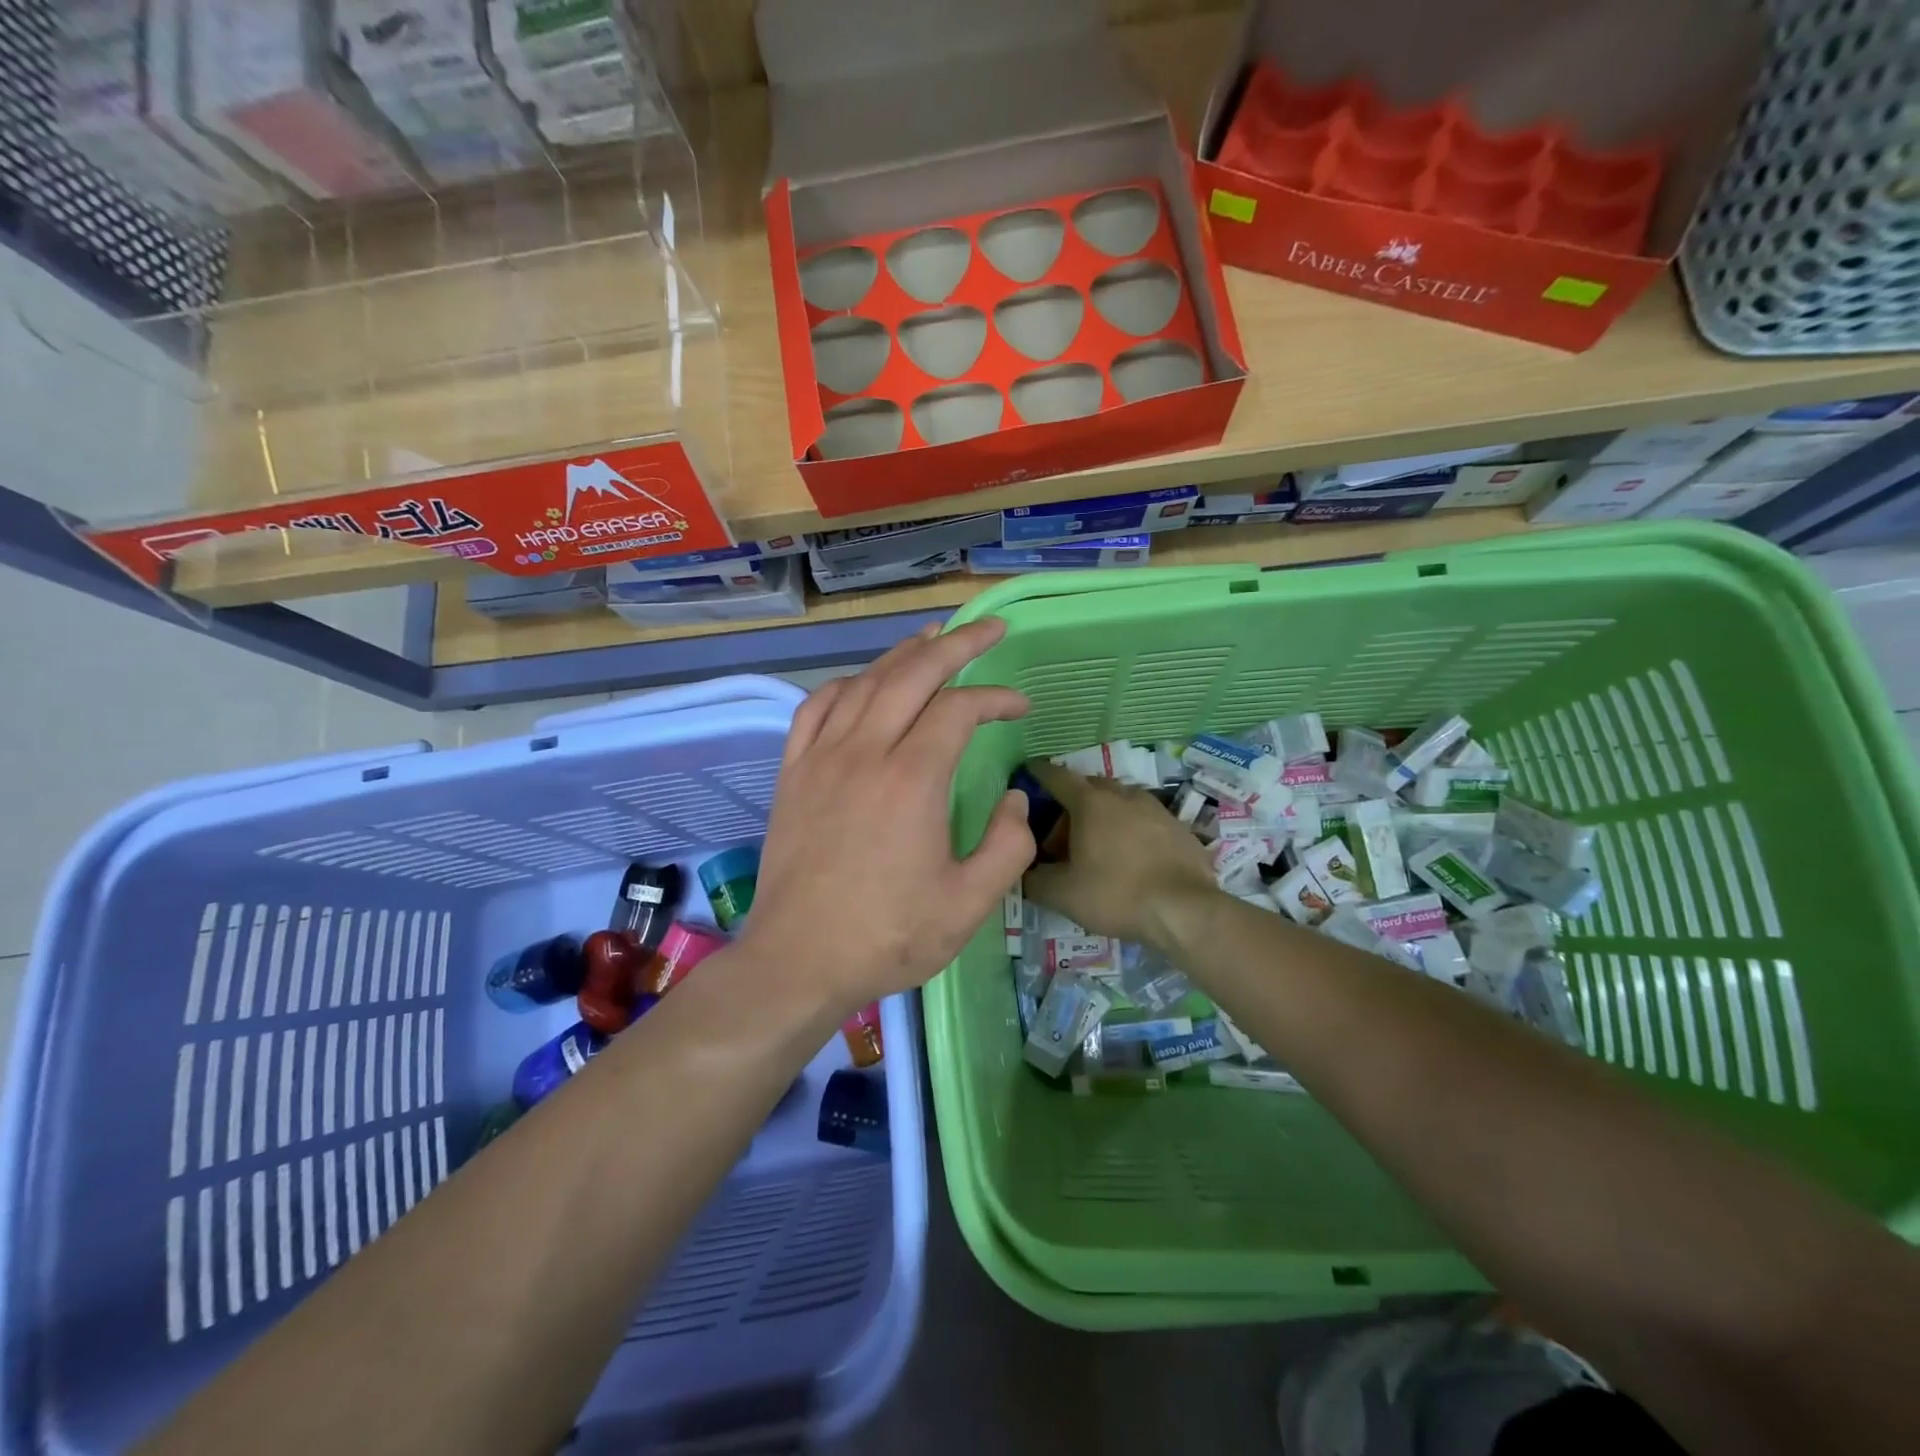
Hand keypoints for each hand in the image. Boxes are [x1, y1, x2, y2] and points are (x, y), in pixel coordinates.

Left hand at [742, 619, 1034, 1010]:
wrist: (798, 961)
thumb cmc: (887, 936)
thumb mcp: (969, 905)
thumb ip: (1008, 846)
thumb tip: (1015, 800)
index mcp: (912, 779)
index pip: (959, 708)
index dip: (995, 697)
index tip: (1019, 706)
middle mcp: (865, 752)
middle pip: (912, 674)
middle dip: (956, 643)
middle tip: (988, 628)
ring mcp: (821, 758)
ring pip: (864, 682)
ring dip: (902, 655)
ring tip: (931, 639)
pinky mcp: (792, 773)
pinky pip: (816, 708)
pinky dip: (845, 685)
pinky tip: (861, 684)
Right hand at [1022, 759, 1217, 949]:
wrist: (1185, 910)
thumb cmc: (1116, 894)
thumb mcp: (1063, 894)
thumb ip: (1035, 880)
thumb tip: (1024, 872)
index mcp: (1091, 803)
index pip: (1057, 776)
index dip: (1040, 773)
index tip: (1029, 772)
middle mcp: (1123, 795)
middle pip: (1090, 787)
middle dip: (1072, 802)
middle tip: (1062, 833)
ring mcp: (1156, 809)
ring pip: (1121, 801)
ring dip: (1104, 815)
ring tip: (1097, 845)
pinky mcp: (1180, 828)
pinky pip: (1146, 820)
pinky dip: (1131, 830)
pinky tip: (1131, 858)